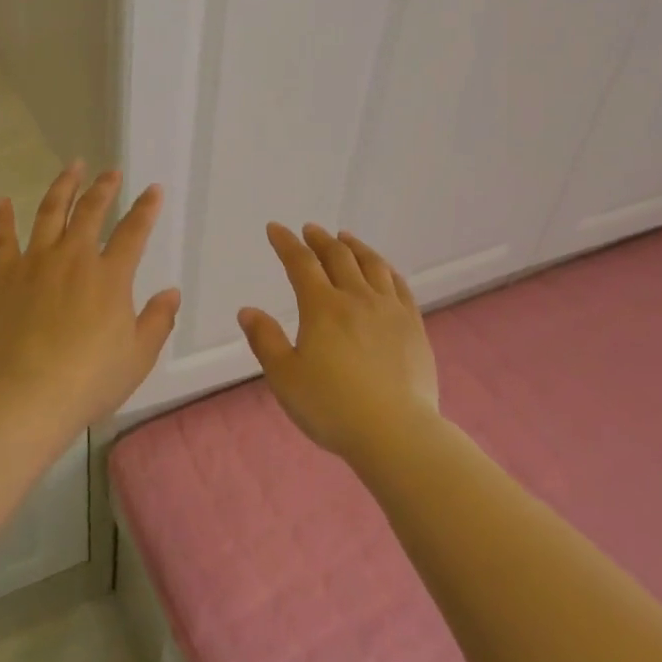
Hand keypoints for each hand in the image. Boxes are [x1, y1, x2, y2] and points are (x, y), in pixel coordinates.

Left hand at [0, 163, 180, 431]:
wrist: (29, 396)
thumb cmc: (91, 379)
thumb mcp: (138, 355)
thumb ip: (158, 320)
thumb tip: (171, 292)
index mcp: (110, 276)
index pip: (133, 231)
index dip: (146, 208)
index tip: (153, 189)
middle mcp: (74, 259)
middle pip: (91, 211)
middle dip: (104, 188)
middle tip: (110, 172)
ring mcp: (36, 264)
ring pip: (50, 213)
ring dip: (63, 187)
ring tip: (72, 168)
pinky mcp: (4, 277)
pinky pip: (3, 239)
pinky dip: (3, 218)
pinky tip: (4, 200)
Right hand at [238, 224, 438, 460]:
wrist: (396, 432)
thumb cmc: (332, 407)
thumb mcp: (285, 378)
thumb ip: (265, 341)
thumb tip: (248, 310)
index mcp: (322, 308)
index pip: (301, 264)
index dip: (286, 243)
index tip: (276, 229)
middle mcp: (357, 298)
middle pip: (338, 257)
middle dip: (320, 240)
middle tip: (310, 230)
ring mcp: (389, 310)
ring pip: (372, 265)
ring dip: (355, 247)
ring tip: (345, 238)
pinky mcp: (413, 326)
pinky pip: (400, 285)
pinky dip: (386, 269)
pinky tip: (383, 269)